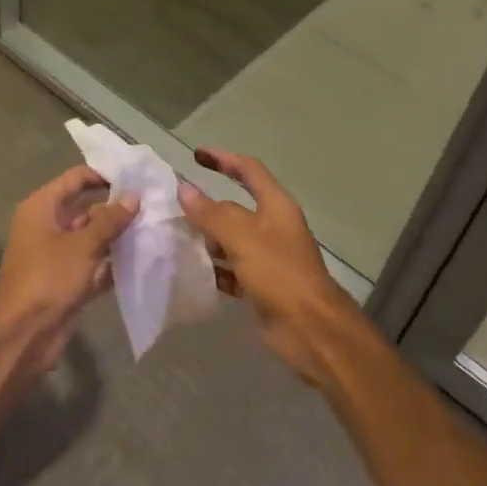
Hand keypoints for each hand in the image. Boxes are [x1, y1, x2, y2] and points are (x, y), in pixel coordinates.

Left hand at [0, 165, 135, 390]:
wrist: (23, 334)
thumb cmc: (48, 277)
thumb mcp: (82, 244)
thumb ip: (110, 220)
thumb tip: (134, 196)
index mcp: (43, 207)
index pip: (75, 179)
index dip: (103, 176)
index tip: (135, 179)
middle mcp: (49, 226)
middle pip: (86, 208)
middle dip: (116, 209)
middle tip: (152, 206)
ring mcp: (58, 255)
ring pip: (92, 238)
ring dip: (118, 237)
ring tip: (153, 229)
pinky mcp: (68, 281)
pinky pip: (94, 264)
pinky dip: (113, 263)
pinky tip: (142, 259)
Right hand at [178, 148, 364, 385]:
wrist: (311, 331)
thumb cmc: (279, 274)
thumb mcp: (242, 238)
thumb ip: (211, 213)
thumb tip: (184, 189)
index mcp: (276, 206)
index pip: (249, 170)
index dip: (224, 159)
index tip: (196, 155)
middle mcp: (273, 227)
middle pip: (236, 207)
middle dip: (207, 207)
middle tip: (175, 208)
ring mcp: (268, 257)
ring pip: (231, 239)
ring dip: (208, 239)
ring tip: (177, 240)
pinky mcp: (262, 285)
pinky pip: (233, 269)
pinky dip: (215, 269)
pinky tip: (193, 272)